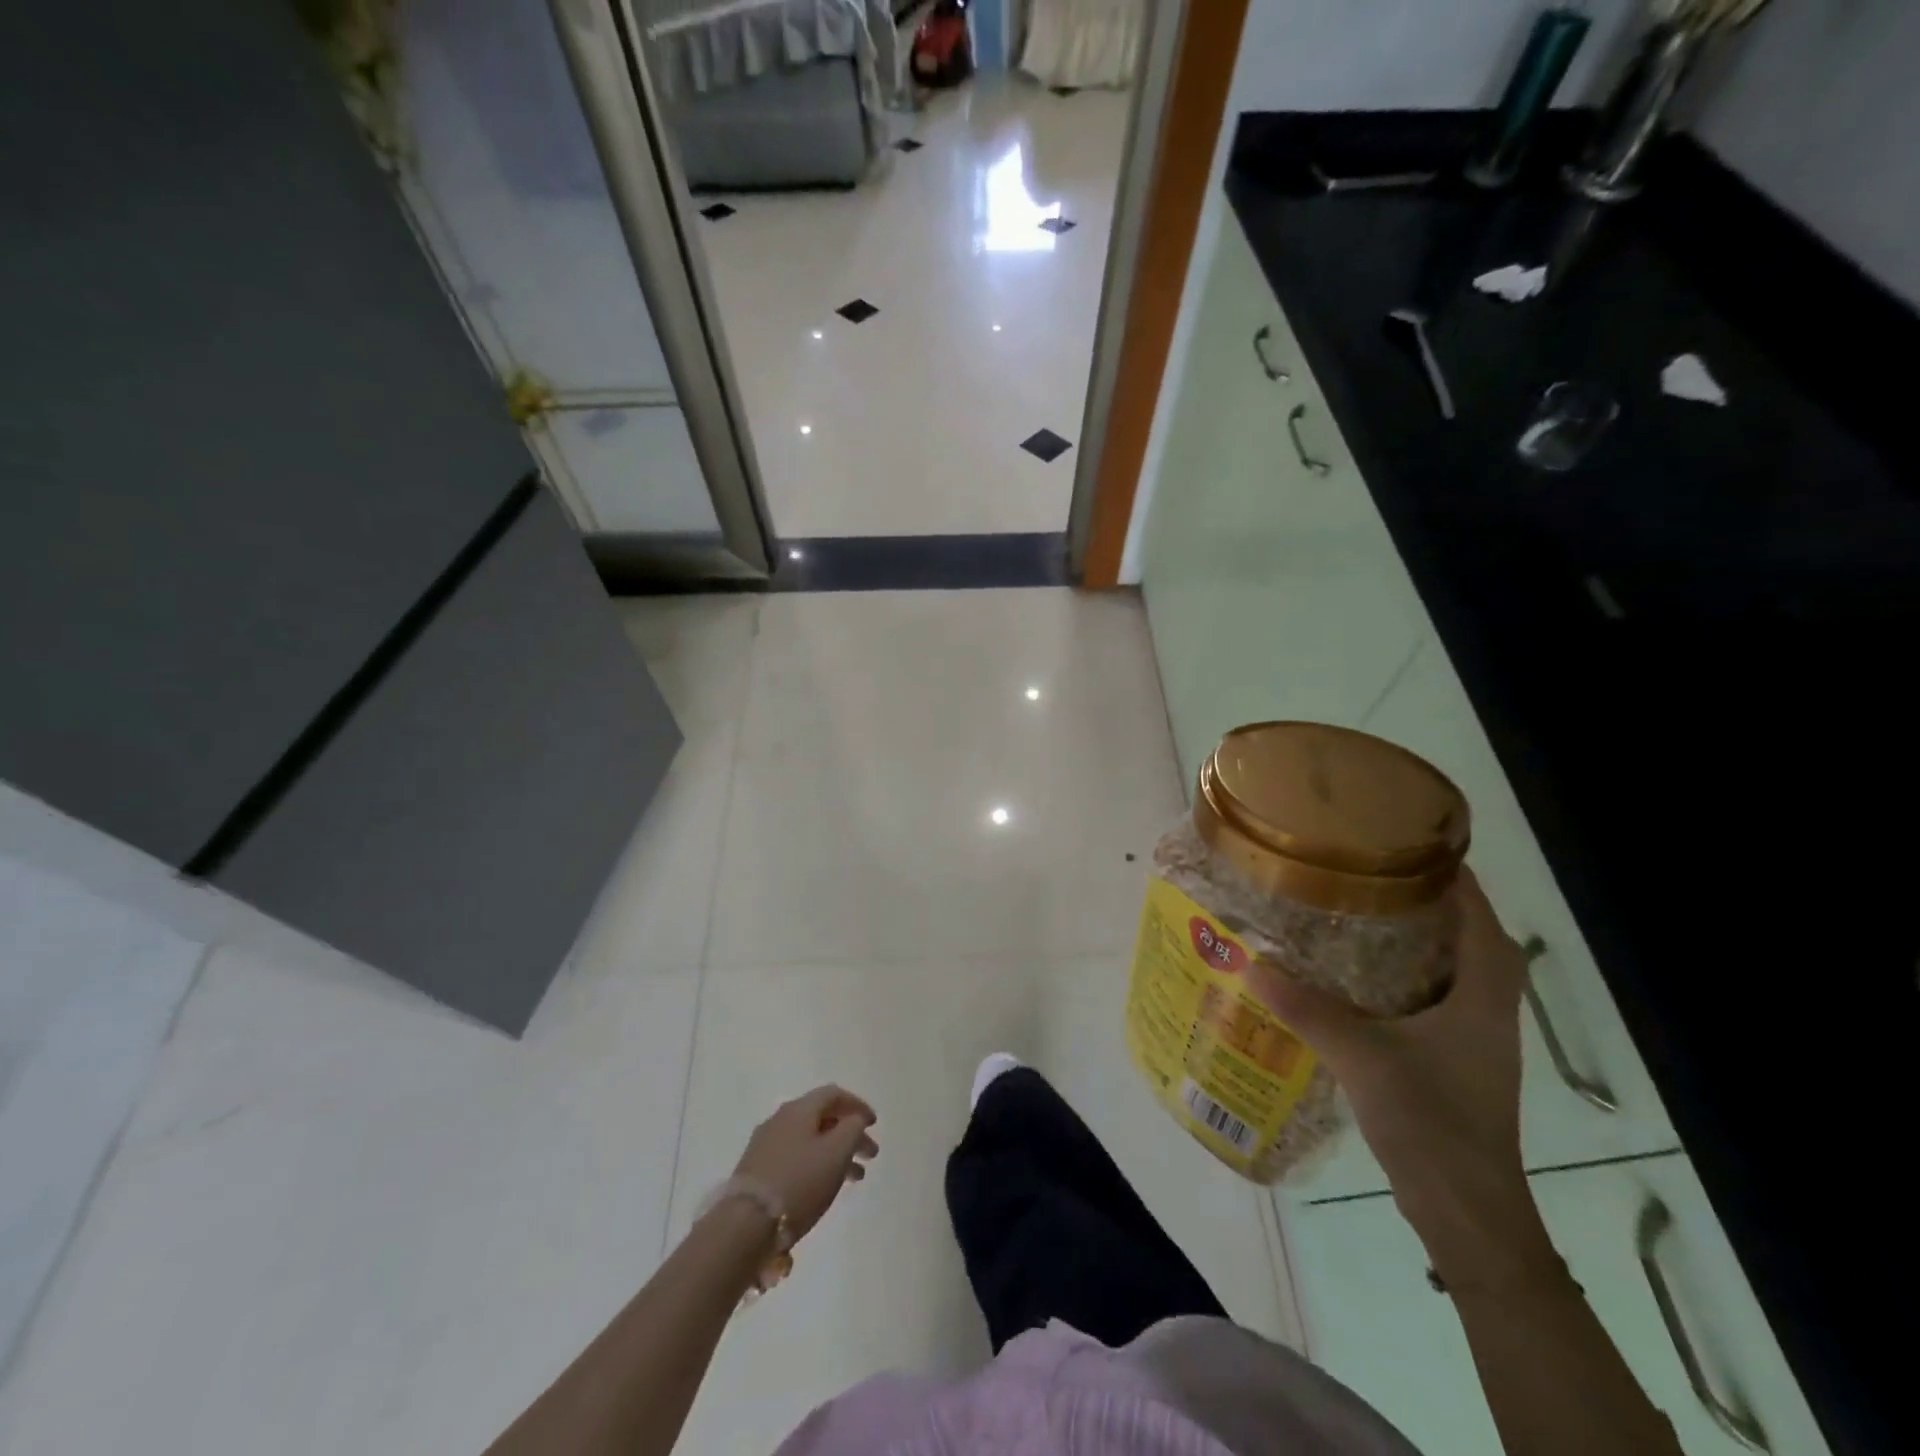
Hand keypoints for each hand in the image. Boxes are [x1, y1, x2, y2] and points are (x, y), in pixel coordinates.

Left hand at [732, 1086, 877, 1242]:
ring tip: (855, 1178)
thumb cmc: (799, 1182)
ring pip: (810, 1140)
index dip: (857, 1105)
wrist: (745, 1224)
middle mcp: (780, 1119)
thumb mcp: (837, 1152)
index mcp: (799, 1109)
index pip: (833, 1094)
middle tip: (870, 1155)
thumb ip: (852, 1128)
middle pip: (822, 1118)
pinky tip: (824, 1186)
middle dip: (849, 1133)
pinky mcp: (757, 1170)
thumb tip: (854, 1119)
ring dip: (835, 1153)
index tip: (874, 1124)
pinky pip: (796, 1157)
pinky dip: (817, 1164)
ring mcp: (766, 1144)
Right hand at [1252, 870, 1555, 1284]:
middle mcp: (1487, 1008)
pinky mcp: (1453, 1060)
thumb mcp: (1363, 1057)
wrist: (1467, 1215)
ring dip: (1412, 939)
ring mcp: (1472, 1037)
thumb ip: (1307, 1007)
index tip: (1404, 842)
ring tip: (1355, 913)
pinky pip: (1431, 998)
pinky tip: (1352, 977)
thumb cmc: (1433, 1123)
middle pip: (1467, 936)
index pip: (1479, 915)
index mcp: (1484, 995)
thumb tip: (1250, 961)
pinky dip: (1400, 976)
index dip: (1451, 875)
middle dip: (1423, 901)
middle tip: (1365, 874)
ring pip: (1449, 968)